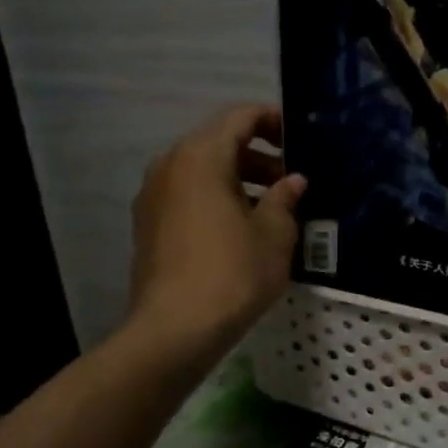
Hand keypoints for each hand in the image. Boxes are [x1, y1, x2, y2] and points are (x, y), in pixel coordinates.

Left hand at [127, 104, 305, 362]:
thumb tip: (293, 181)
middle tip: (291, 181)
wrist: (174, 330)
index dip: (272, 120)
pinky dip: (215, 198)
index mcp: (201, 156)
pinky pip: (187, 194)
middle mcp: (170, 165)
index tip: (299, 140)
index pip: (240, 117)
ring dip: (238, 179)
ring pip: (201, 170)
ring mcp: (153, 195)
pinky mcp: (148, 224)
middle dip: (258, 155)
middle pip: (218, 142)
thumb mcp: (275, 234)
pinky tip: (240, 229)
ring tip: (271, 208)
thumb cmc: (233, 273)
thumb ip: (286, 198)